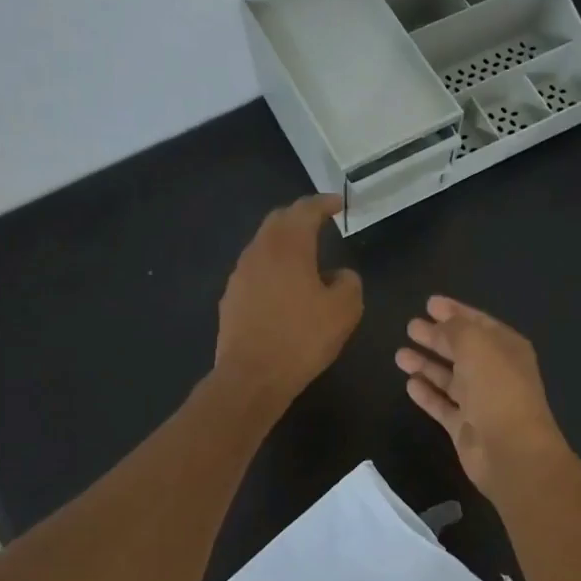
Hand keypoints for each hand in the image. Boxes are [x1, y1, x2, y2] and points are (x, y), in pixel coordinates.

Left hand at [215, 194, 362, 409]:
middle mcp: (259, 251)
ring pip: (264, 244)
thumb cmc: (302, 339)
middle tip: (320, 221)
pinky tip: (284, 286)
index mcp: (289, 246)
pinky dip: (272, 266)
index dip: (324, 203)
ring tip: (305, 254)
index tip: (339, 203)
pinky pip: (255, 269)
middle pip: (279, 220)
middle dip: (300, 216)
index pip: (306, 210)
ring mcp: (240, 274)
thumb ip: (349, 282)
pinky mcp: (231, 297)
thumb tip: (340, 274)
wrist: (252, 377)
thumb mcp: (344, 311)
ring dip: (284, 242)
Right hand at [395, 296, 571, 499]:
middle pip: (461, 349)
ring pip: (449, 377)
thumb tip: (438, 326)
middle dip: (437, 336)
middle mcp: (495, 372)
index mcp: (507, 348)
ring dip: (426, 364)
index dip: (455, 312)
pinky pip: (442, 404)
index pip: (478, 323)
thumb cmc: (497, 388)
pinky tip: (409, 382)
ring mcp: (480, 401)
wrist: (511, 450)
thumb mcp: (476, 344)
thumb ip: (455, 330)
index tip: (429, 303)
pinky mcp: (465, 426)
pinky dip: (427, 393)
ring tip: (400, 353)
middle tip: (410, 326)